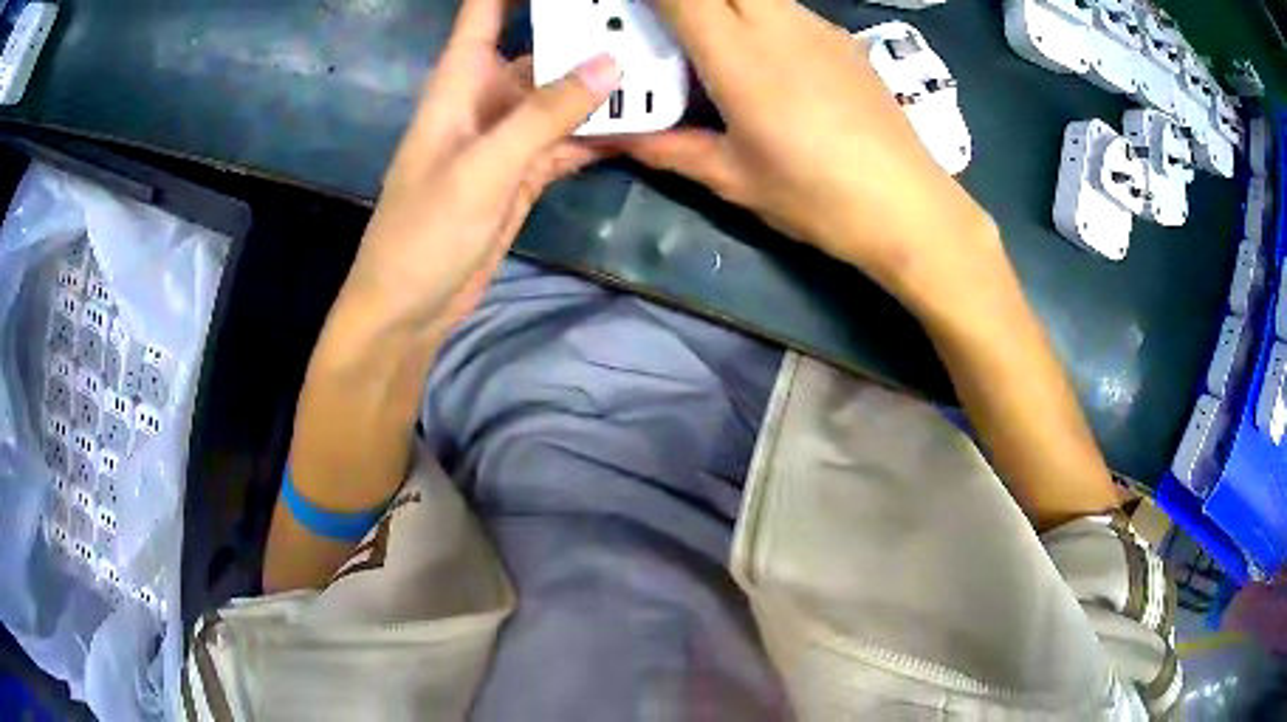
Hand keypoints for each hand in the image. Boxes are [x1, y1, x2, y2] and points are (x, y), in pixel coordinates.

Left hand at [342, 0, 620, 343]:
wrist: (410, 307)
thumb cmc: (424, 231)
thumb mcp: (483, 167)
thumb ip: (543, 115)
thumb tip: (610, 63)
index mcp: (460, 83)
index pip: (484, 14)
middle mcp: (486, 100)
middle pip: (539, 51)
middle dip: (584, 34)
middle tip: (643, 24)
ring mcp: (508, 138)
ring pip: (561, 98)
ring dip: (602, 89)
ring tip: (659, 69)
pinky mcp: (524, 174)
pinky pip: (568, 141)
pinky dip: (600, 135)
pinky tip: (642, 126)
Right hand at [618, 0, 1000, 311]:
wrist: (910, 208)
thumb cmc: (817, 199)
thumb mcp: (732, 179)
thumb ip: (665, 147)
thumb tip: (605, 139)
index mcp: (740, 57)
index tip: (629, 7)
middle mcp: (778, 24)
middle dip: (688, 0)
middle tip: (669, 26)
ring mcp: (817, 27)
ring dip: (724, 4)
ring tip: (712, 43)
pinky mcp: (842, 39)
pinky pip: (786, 8)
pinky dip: (760, 15)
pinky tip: (767, 59)